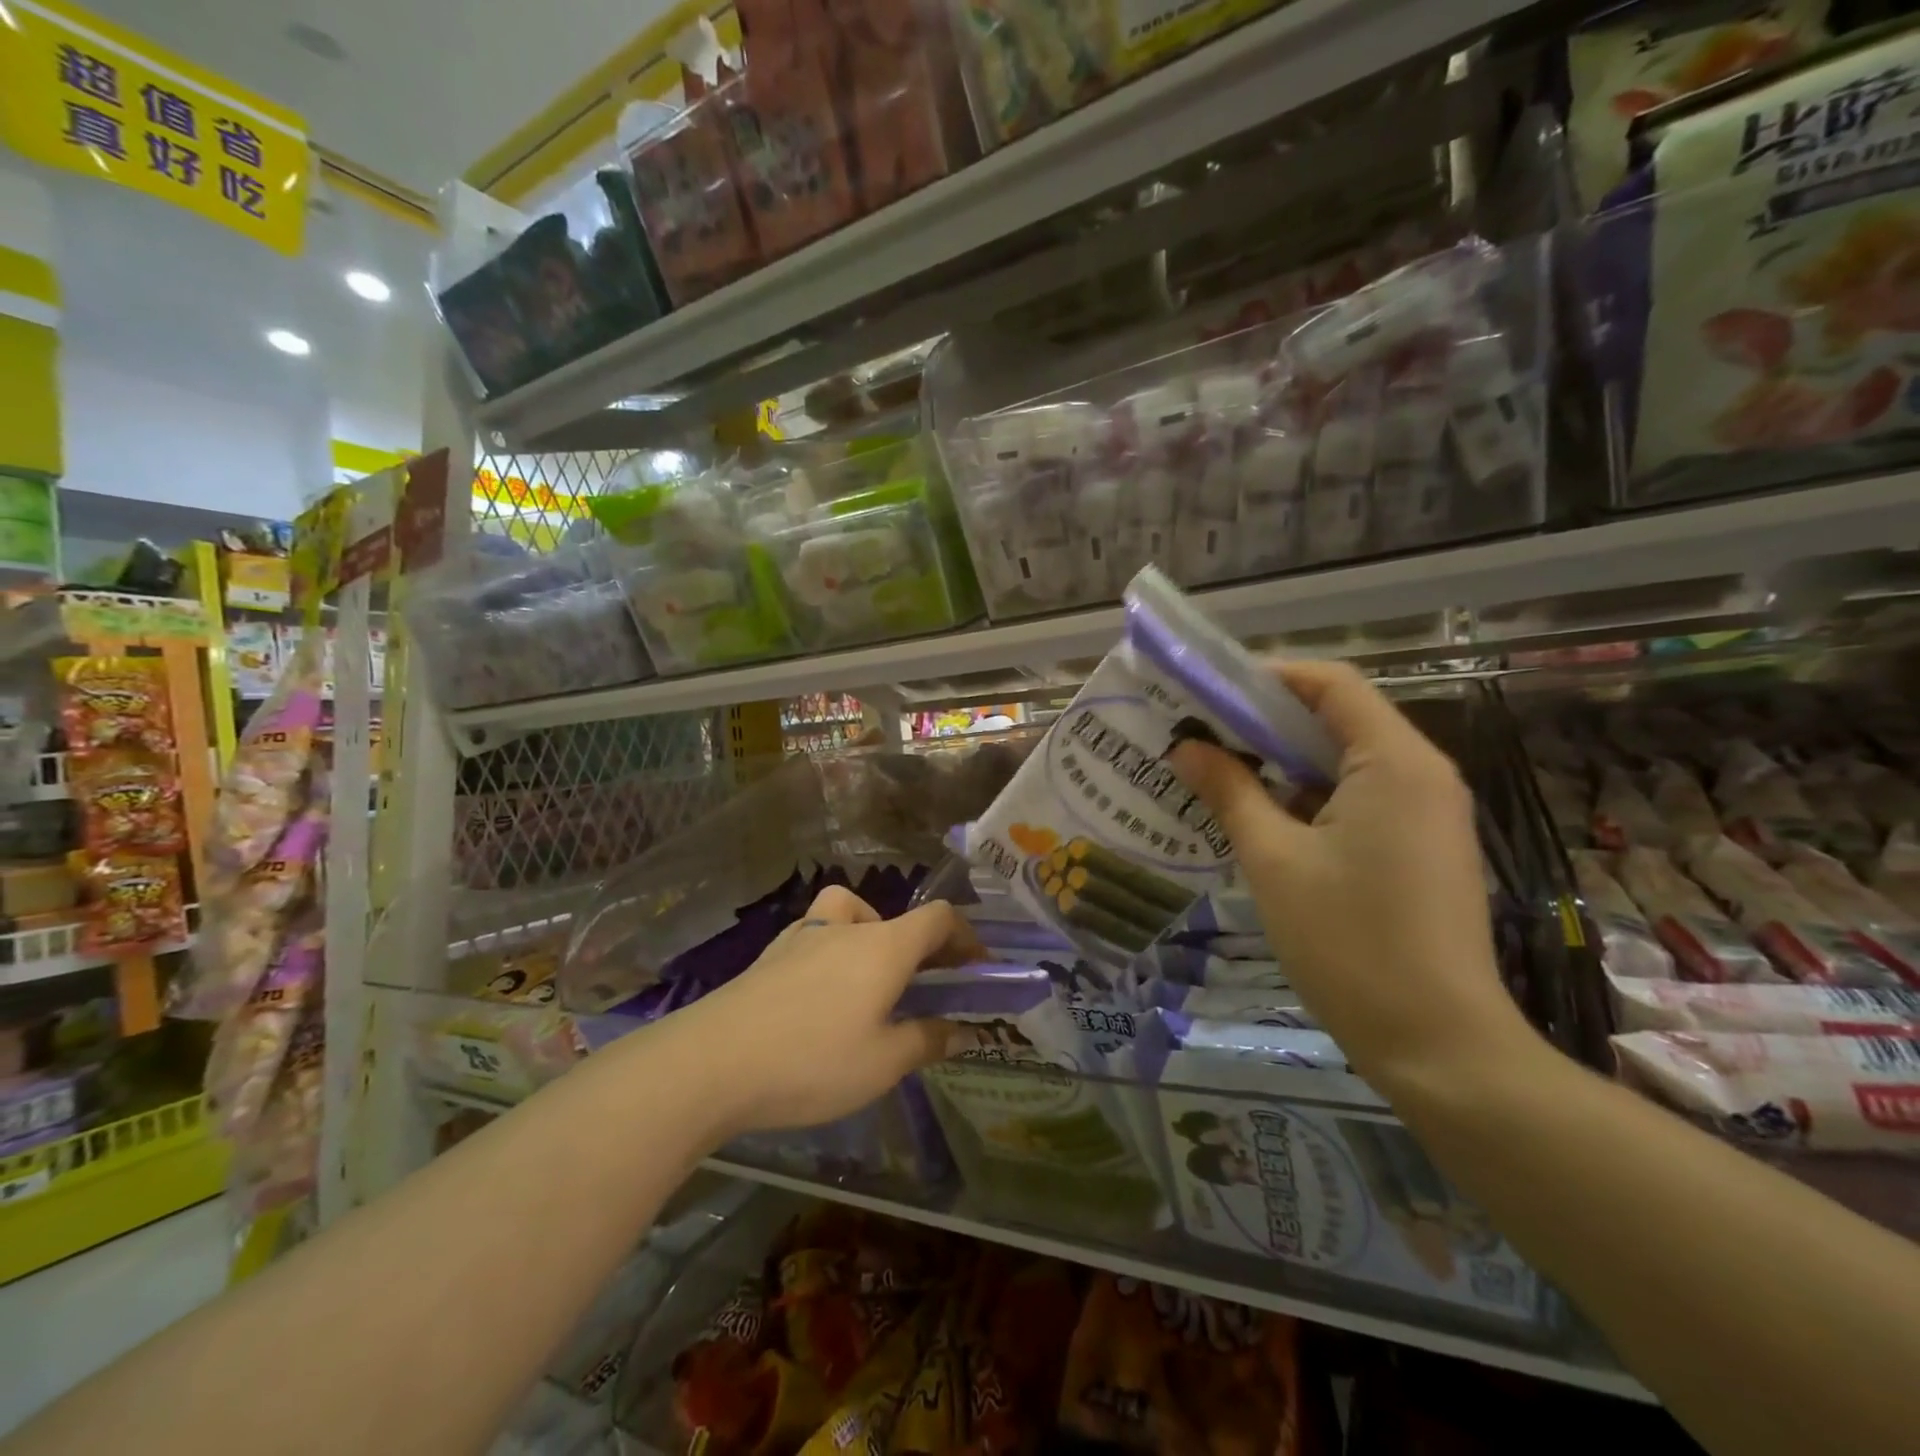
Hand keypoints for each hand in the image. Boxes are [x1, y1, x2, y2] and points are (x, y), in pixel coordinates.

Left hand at [675, 886, 978, 1136]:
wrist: (712, 1061)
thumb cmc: (812, 1060)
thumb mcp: (882, 1063)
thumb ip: (927, 1040)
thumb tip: (963, 1030)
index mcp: (884, 946)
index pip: (939, 918)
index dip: (966, 936)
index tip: (977, 968)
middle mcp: (847, 927)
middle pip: (896, 918)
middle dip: (921, 947)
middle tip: (926, 987)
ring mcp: (803, 935)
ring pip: (850, 915)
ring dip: (872, 938)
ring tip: (869, 982)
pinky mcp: (770, 954)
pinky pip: (816, 934)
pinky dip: (833, 950)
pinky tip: (820, 994)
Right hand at [1171, 660, 1535, 1095]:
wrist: (1438, 1044)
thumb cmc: (1348, 941)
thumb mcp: (1273, 860)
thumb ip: (1229, 791)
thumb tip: (1186, 747)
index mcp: (1394, 761)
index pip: (1331, 683)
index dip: (1267, 677)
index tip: (1207, 695)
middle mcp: (1422, 773)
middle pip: (1338, 718)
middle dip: (1265, 721)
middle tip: (1199, 735)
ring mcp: (1428, 813)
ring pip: (1346, 761)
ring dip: (1284, 762)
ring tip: (1219, 773)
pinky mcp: (1422, 847)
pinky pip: (1360, 797)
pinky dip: (1309, 795)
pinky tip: (1261, 818)